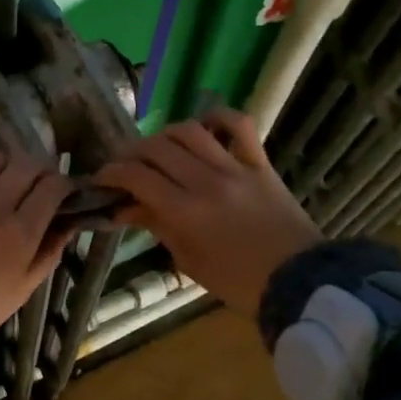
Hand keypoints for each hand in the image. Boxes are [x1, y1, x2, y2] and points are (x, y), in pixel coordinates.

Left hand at [0, 146, 74, 338]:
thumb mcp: (23, 288)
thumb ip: (50, 251)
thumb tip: (70, 221)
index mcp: (21, 234)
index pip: (54, 186)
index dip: (62, 185)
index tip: (59, 193)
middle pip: (26, 164)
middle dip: (37, 172)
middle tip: (31, 186)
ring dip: (2, 168)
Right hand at [94, 108, 321, 318]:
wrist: (299, 281)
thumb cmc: (238, 282)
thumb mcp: (189, 260)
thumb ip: (157, 226)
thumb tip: (125, 208)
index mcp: (186, 212)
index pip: (137, 177)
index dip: (111, 173)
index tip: (101, 180)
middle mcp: (207, 182)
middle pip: (157, 149)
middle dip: (132, 154)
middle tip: (126, 167)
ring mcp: (236, 168)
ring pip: (190, 131)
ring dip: (165, 135)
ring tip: (158, 149)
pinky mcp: (260, 163)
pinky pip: (239, 125)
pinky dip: (218, 118)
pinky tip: (203, 126)